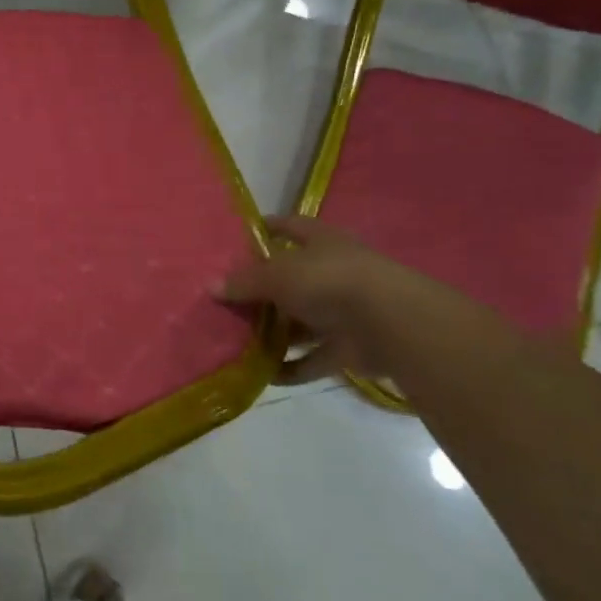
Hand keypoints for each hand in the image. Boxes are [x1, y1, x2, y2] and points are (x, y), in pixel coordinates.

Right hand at [216, 214, 465, 384]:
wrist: (389, 324)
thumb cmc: (328, 281)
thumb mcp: (276, 275)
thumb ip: (244, 281)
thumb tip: (211, 286)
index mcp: (321, 243)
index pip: (289, 227)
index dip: (267, 228)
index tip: (240, 235)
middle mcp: (332, 273)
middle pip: (291, 278)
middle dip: (262, 289)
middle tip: (226, 297)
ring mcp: (342, 311)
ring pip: (300, 321)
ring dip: (275, 332)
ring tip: (237, 338)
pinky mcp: (347, 347)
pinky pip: (312, 358)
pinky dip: (291, 367)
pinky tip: (263, 374)